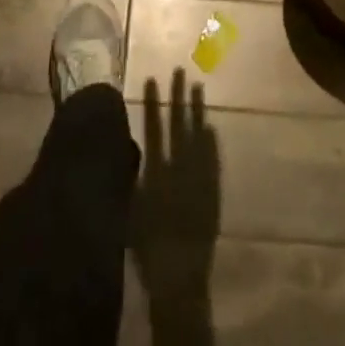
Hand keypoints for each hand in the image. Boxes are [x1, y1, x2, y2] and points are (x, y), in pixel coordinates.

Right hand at [130, 70, 219, 345]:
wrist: (179, 275)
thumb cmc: (148, 247)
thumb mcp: (131, 211)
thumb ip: (133, 178)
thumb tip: (132, 149)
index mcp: (156, 172)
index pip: (153, 128)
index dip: (152, 102)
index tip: (152, 78)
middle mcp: (178, 168)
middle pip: (178, 124)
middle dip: (178, 96)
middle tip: (180, 69)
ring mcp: (199, 177)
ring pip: (199, 135)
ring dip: (198, 110)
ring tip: (199, 86)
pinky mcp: (213, 190)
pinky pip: (213, 159)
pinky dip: (211, 142)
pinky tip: (211, 126)